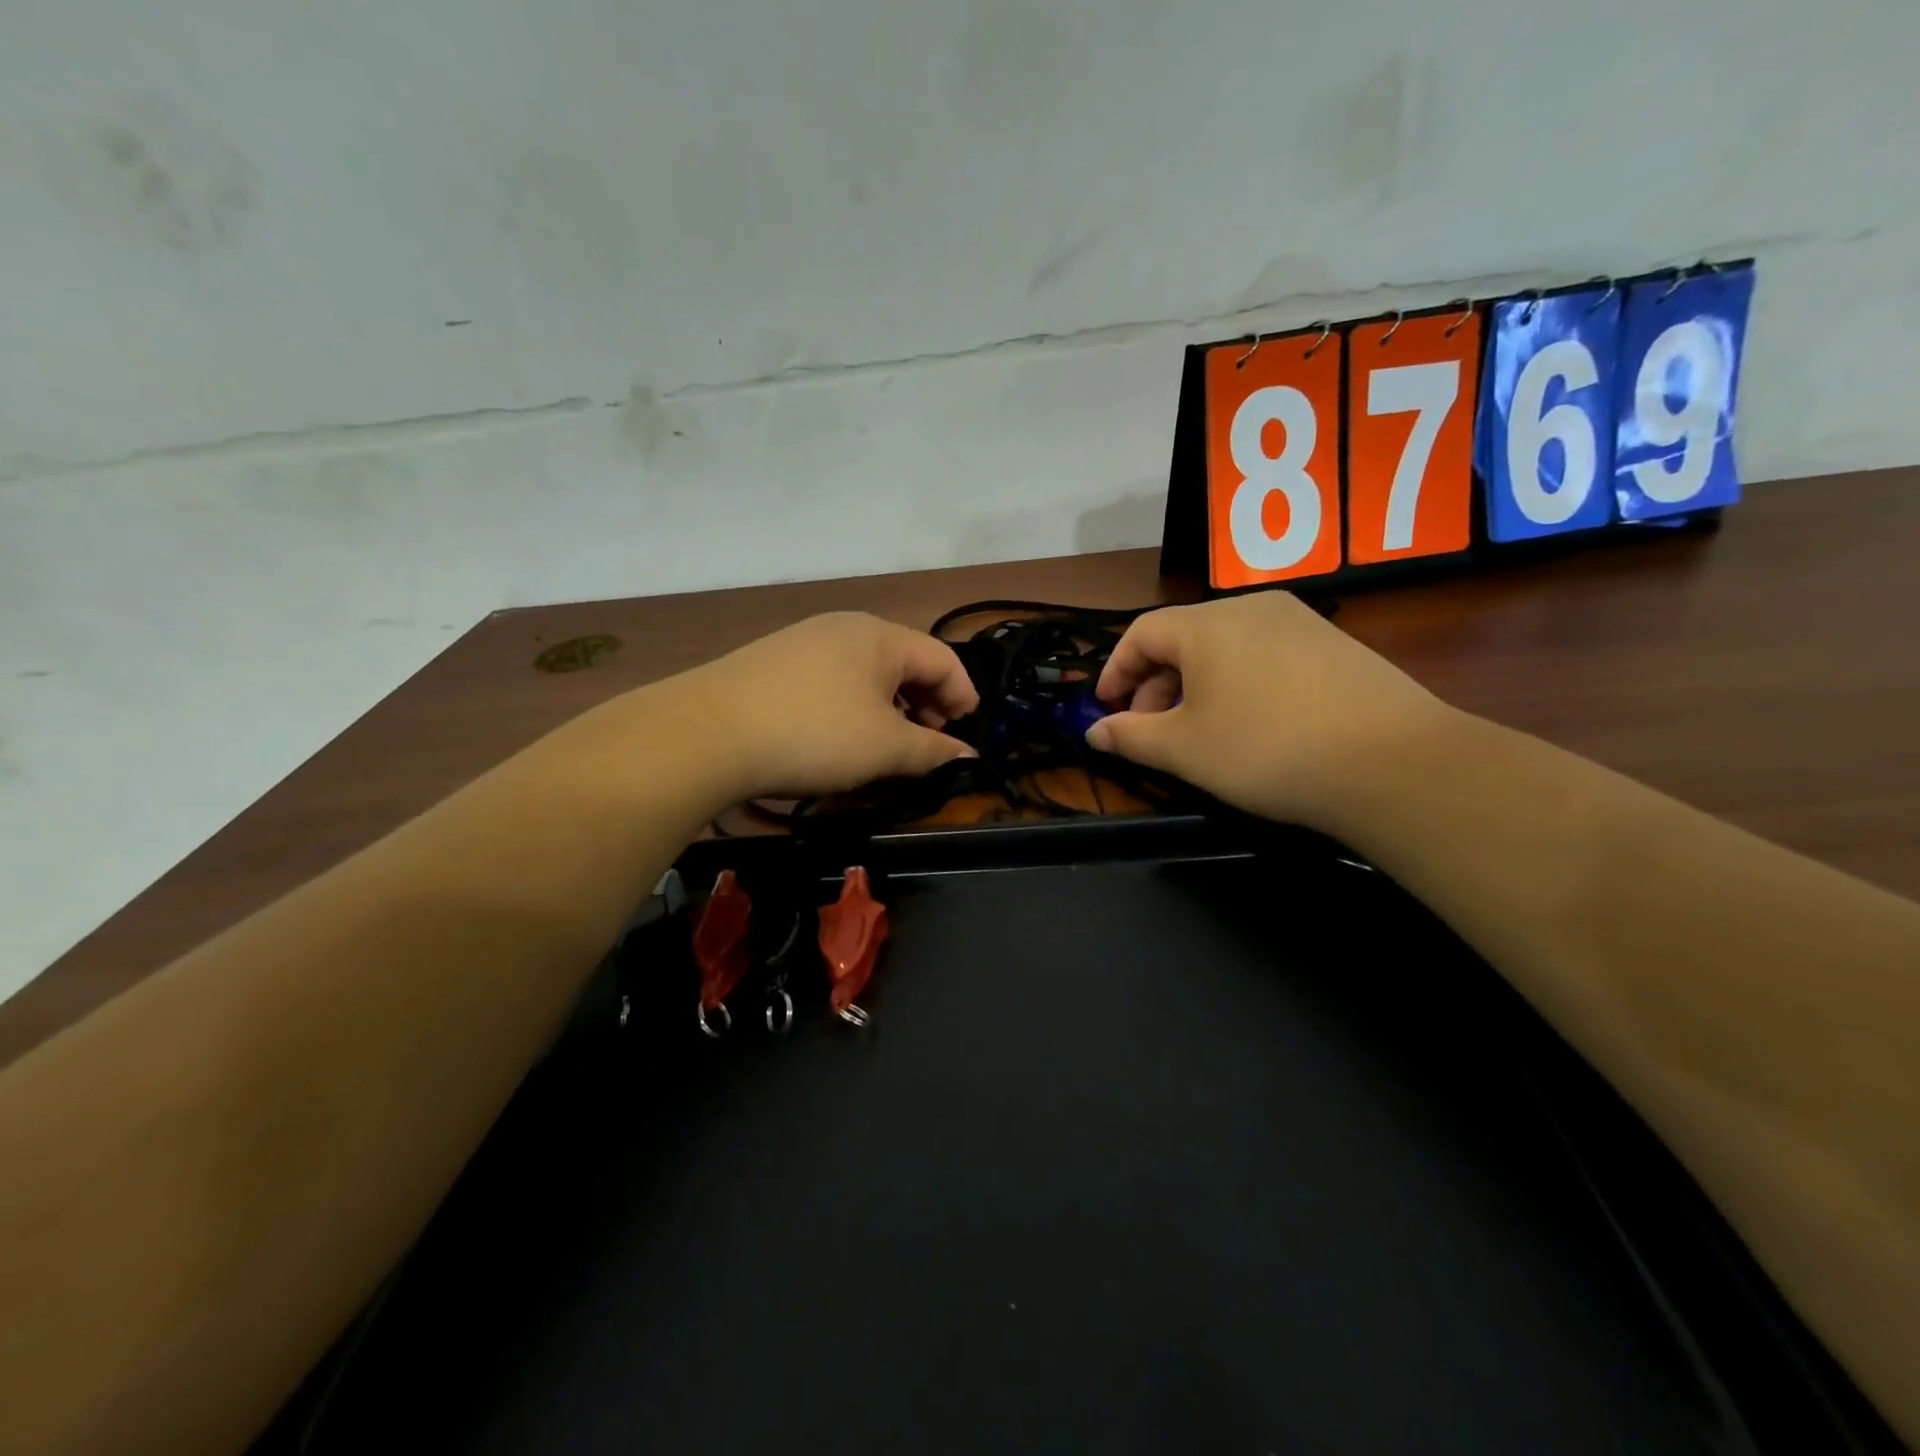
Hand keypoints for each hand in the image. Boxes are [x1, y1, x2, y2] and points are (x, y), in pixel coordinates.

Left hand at [675, 612, 979, 801]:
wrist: (706, 733)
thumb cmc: (814, 734)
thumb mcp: (884, 748)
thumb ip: (933, 751)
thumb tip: (967, 757)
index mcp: (880, 636)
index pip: (942, 658)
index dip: (964, 696)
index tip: (966, 734)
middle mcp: (845, 627)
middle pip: (905, 661)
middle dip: (926, 703)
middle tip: (928, 744)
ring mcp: (804, 641)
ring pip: (867, 673)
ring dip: (889, 708)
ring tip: (886, 746)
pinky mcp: (774, 663)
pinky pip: (833, 680)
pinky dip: (853, 707)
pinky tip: (840, 738)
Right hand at [1086, 592, 1454, 829]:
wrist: (1392, 762)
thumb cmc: (1266, 749)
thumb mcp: (1184, 749)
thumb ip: (1130, 736)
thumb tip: (1094, 732)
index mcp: (1206, 624)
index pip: (1141, 633)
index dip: (1115, 671)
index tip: (1106, 709)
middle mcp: (1250, 607)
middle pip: (1182, 638)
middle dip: (1154, 684)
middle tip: (1151, 730)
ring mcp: (1297, 621)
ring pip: (1223, 647)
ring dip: (1194, 685)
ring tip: (1198, 731)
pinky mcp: (1332, 643)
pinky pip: (1262, 654)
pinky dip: (1237, 682)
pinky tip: (1250, 723)